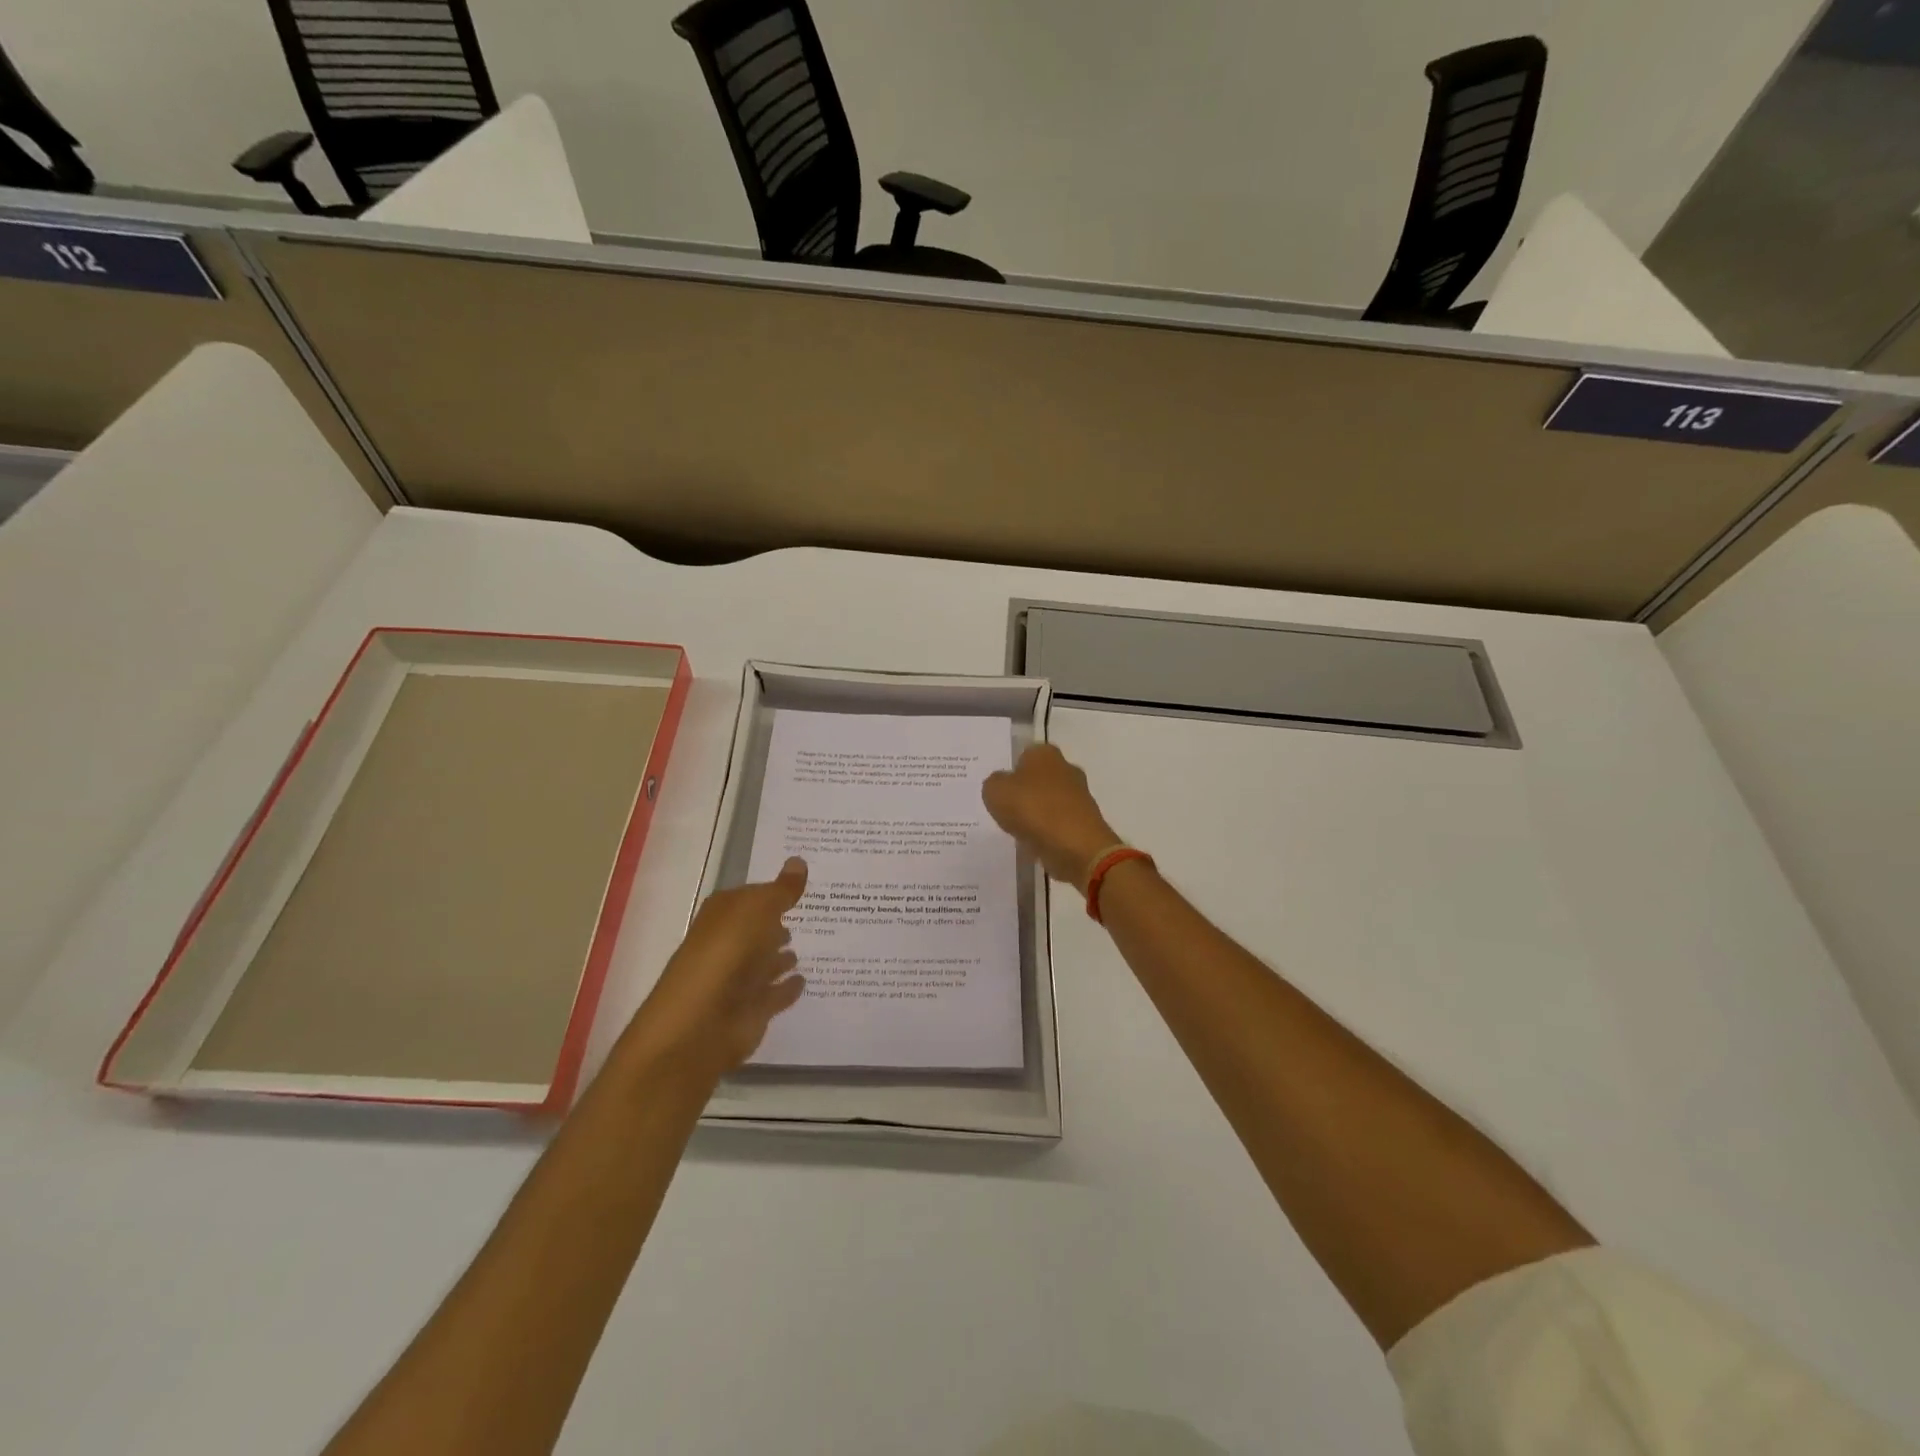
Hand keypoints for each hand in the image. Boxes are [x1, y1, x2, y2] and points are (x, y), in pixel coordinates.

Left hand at [617, 858, 808, 1083]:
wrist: (699, 1025)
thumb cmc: (725, 955)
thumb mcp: (757, 911)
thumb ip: (781, 890)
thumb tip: (799, 860)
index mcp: (723, 915)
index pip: (750, 896)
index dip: (773, 891)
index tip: (800, 885)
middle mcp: (728, 945)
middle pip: (756, 930)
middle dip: (776, 924)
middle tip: (809, 914)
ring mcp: (738, 980)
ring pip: (764, 963)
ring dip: (780, 957)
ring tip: (803, 949)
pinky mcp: (750, 1011)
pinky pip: (774, 994)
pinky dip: (787, 988)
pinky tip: (804, 980)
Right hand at [982, 744, 1121, 890]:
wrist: (1076, 846)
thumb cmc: (1033, 809)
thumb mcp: (995, 791)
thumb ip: (993, 784)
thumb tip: (1002, 785)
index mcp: (1045, 753)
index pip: (1024, 755)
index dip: (1010, 771)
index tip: (999, 790)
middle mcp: (1066, 768)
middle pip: (1038, 778)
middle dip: (1024, 792)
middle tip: (1005, 810)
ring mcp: (1079, 796)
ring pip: (1049, 801)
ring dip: (1036, 814)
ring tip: (1017, 830)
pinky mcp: (1085, 822)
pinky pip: (1058, 823)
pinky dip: (1047, 832)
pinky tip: (1034, 844)